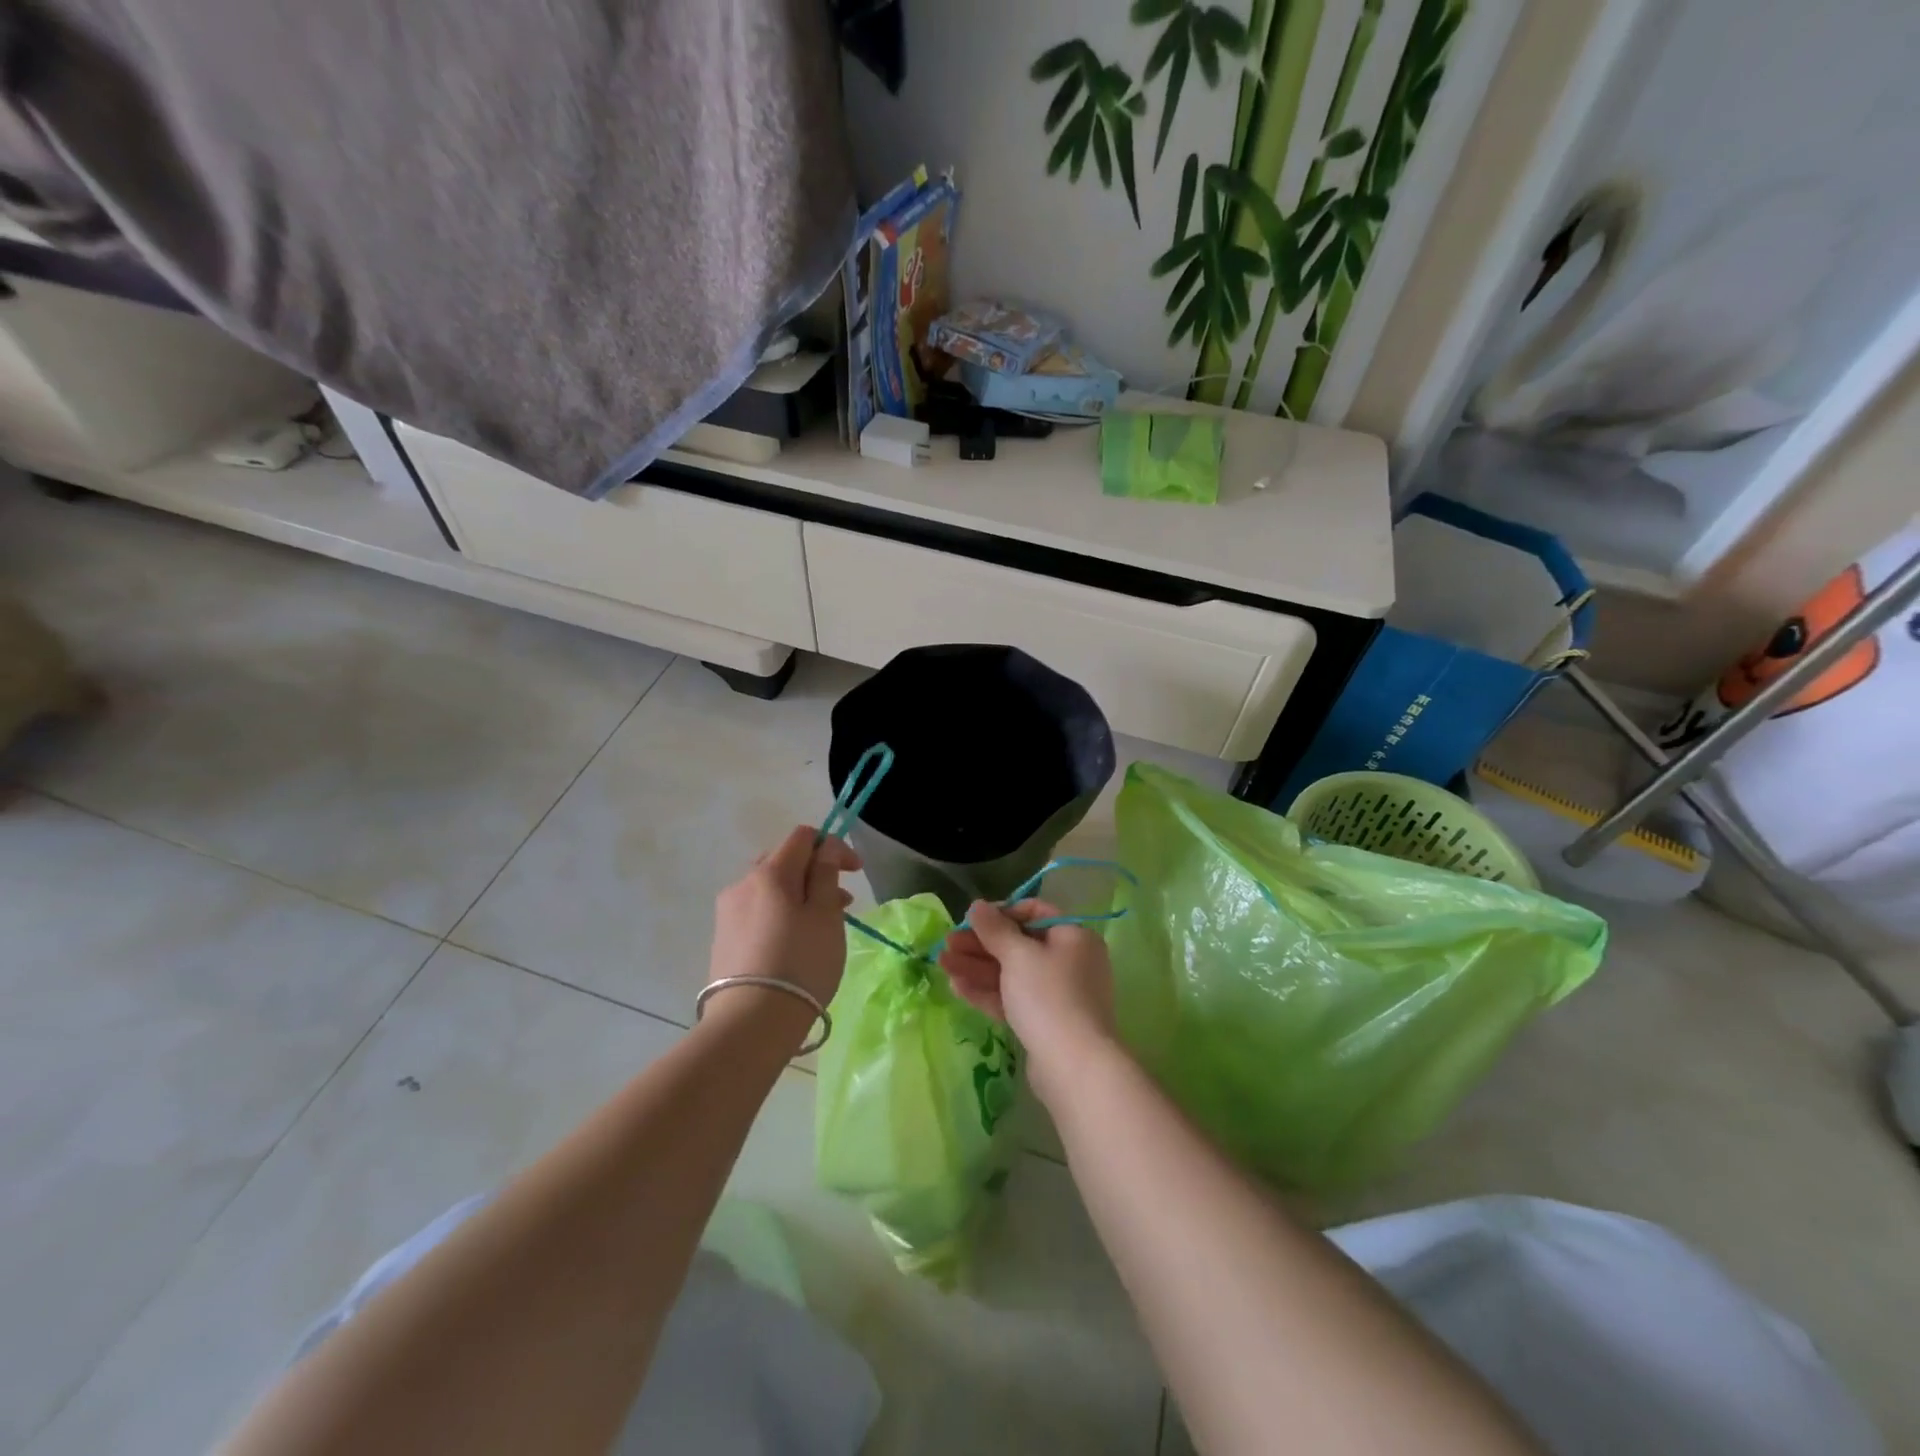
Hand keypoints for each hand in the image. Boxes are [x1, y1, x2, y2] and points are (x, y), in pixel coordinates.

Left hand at [709, 826, 862, 1014]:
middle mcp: (743, 883)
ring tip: (822, 925)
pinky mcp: (723, 939)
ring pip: (770, 889)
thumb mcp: (825, 915)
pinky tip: (794, 942)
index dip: (833, 846)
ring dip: (799, 895)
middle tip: (840, 900)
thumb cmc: (800, 963)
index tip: (855, 872)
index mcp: (770, 872)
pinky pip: (757, 912)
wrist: (750, 1023)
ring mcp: (728, 912)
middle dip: (815, 872)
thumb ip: (825, 875)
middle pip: (783, 861)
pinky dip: (780, 915)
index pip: (803, 837)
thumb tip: (825, 848)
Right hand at [939, 899, 1119, 1105]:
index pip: (1035, 912)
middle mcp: (1069, 961)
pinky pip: (1013, 999)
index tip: (971, 919)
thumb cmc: (1048, 996)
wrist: (1074, 1067)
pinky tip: (957, 987)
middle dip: (981, 944)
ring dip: (977, 967)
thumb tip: (977, 905)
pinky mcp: (1044, 1023)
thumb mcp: (1018, 955)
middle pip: (1019, 945)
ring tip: (942, 964)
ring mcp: (1058, 995)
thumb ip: (994, 928)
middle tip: (947, 943)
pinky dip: (988, 992)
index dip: (1001, 913)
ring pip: (1012, 974)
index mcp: (1073, 936)